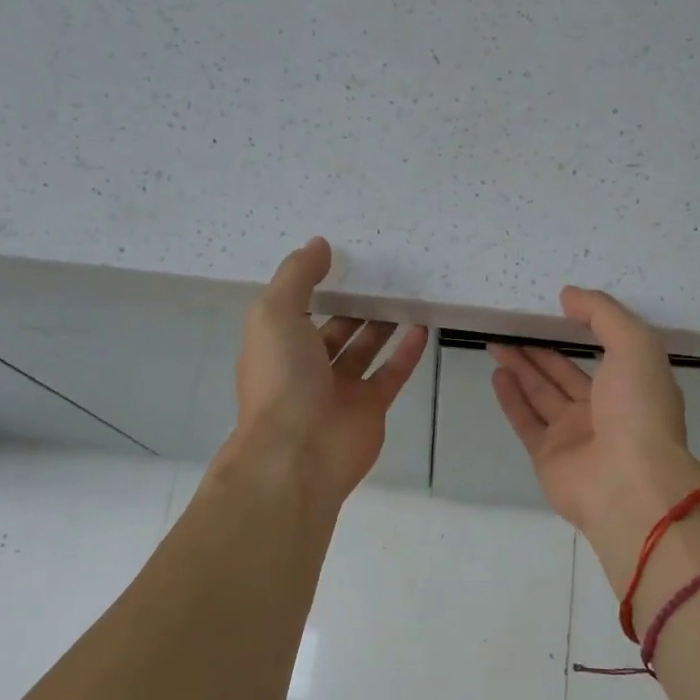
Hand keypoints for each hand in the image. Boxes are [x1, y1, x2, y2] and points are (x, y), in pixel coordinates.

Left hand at [226, 238, 429, 504]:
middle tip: (383, 274)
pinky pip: (391, 373)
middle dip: (354, 304)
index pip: (296, 309)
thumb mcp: (275, 314)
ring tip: (406, 293)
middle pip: (334, 329)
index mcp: (277, 346)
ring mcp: (339, 390)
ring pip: (364, 349)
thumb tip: (319, 244)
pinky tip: (424, 326)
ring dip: (382, 324)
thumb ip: (297, 276)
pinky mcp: (370, 408)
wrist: (299, 454)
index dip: (315, 285)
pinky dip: (407, 352)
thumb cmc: (281, 379)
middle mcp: (306, 368)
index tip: (343, 258)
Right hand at [490, 288, 699, 557]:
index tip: (555, 308)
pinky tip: (497, 374)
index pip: (605, 351)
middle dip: (540, 349)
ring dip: (520, 368)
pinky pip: (526, 421)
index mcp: (633, 385)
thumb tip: (568, 295)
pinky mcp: (548, 456)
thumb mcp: (634, 345)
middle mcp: (604, 410)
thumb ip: (602, 314)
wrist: (629, 484)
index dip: (581, 329)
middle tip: (512, 325)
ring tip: (496, 342)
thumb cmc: (639, 409)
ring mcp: (575, 435)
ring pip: (542, 394)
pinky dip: (511, 398)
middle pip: (565, 373)